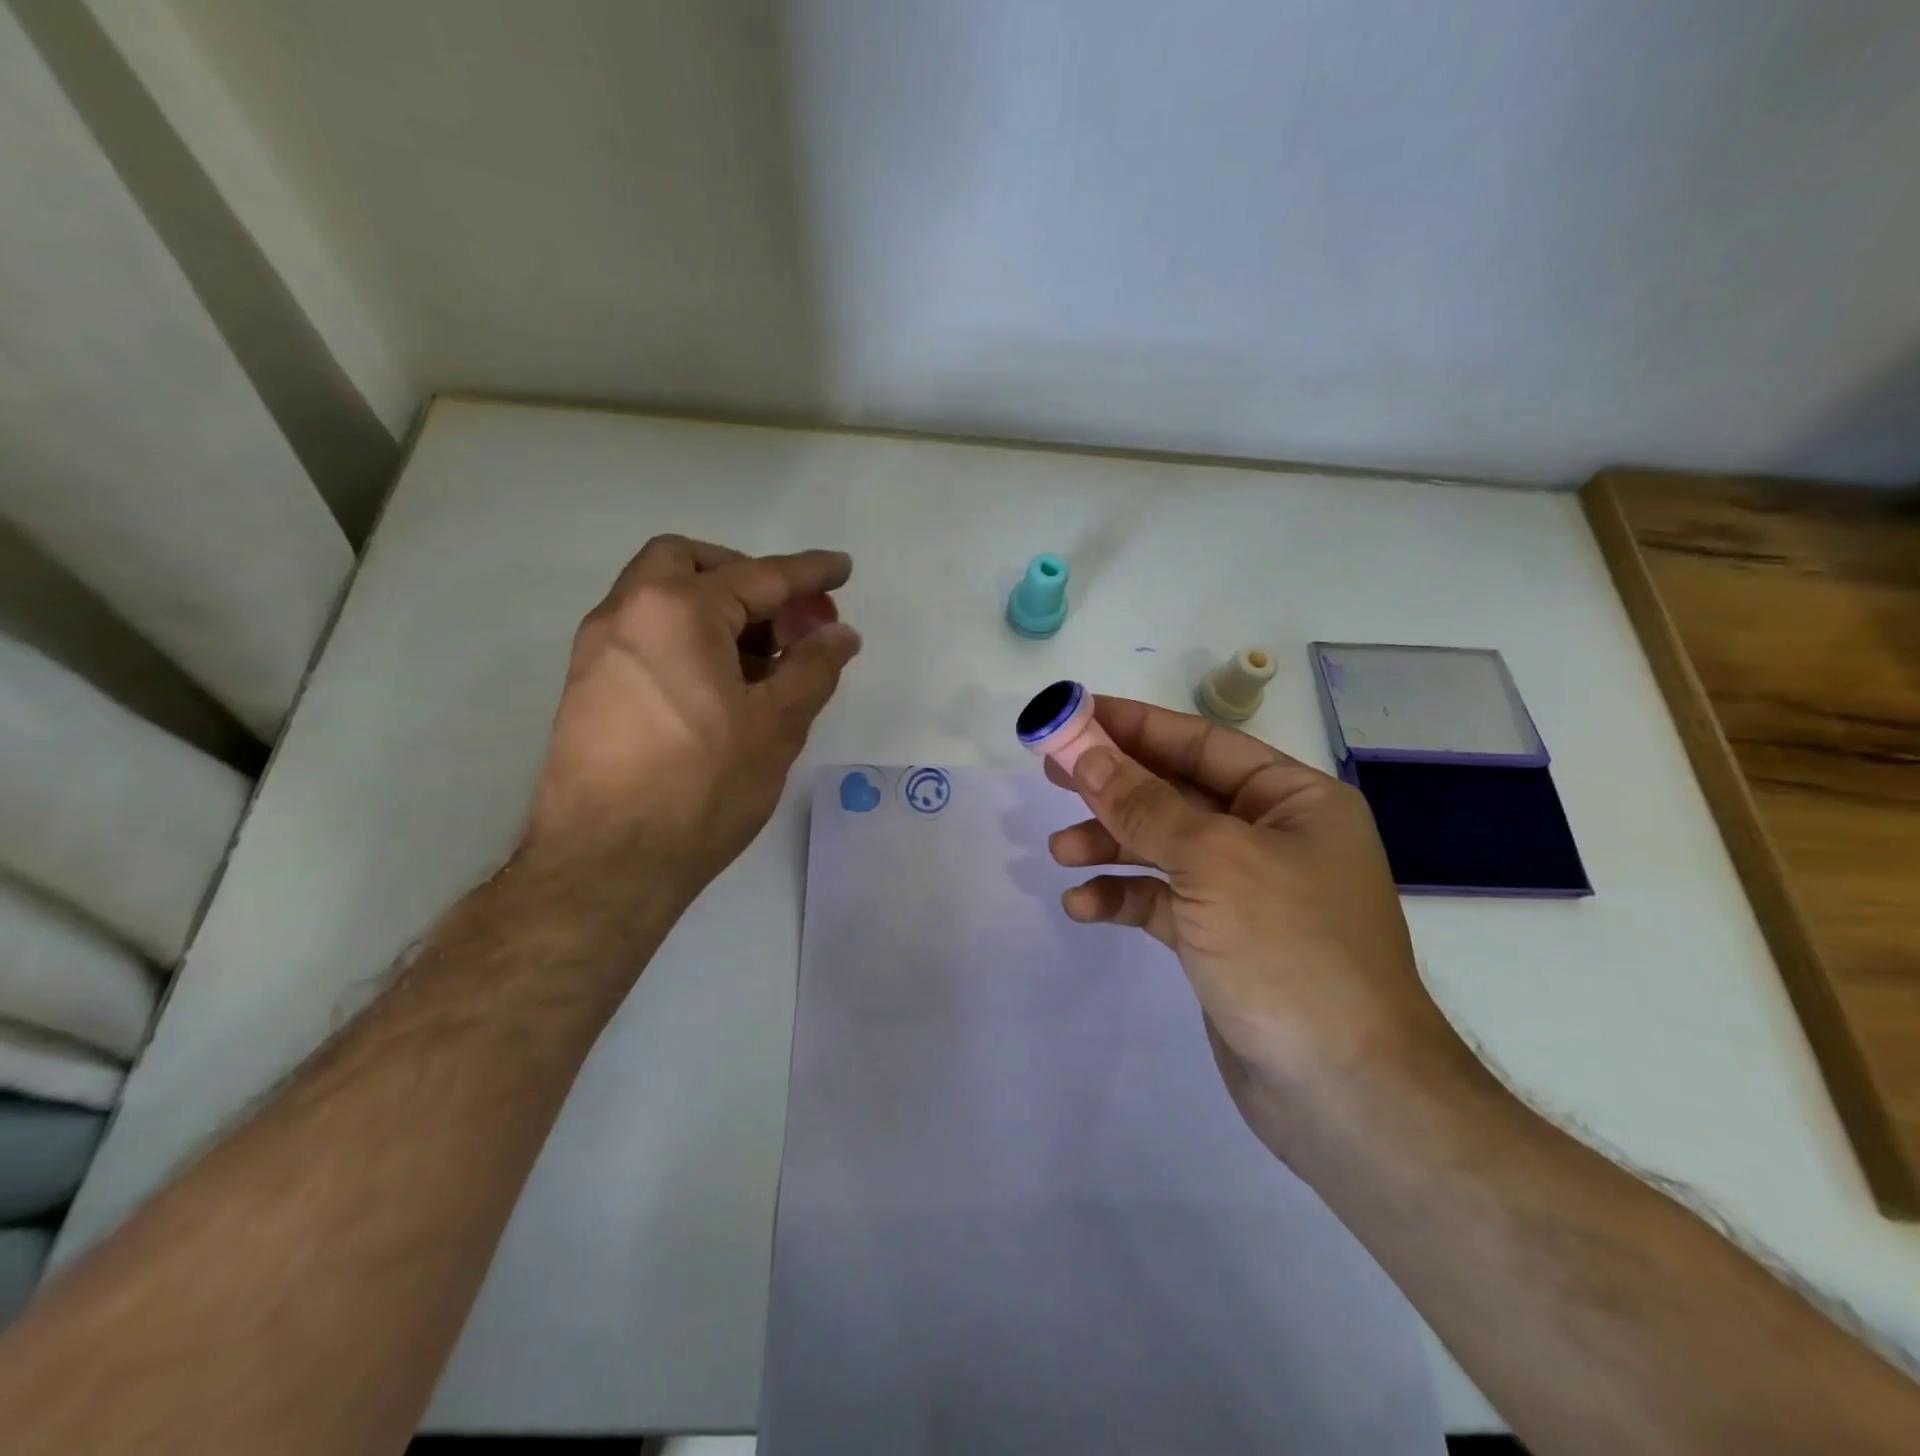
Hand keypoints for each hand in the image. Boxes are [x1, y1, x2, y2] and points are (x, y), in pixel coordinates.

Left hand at [522, 535, 859, 908]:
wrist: (606, 864)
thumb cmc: (701, 787)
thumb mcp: (776, 726)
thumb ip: (813, 668)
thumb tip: (840, 635)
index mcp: (677, 611)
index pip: (758, 576)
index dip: (809, 573)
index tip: (842, 569)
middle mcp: (626, 613)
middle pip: (690, 563)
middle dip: (747, 579)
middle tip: (790, 621)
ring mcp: (598, 650)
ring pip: (662, 598)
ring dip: (717, 610)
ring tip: (766, 663)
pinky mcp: (587, 686)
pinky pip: (646, 636)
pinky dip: (688, 639)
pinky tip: (722, 688)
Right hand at [1045, 697, 1467, 1158]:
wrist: (1345, 1093)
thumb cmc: (1289, 950)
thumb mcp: (1212, 861)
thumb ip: (1143, 803)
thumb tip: (1084, 751)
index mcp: (1293, 801)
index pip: (1202, 743)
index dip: (1134, 726)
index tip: (1074, 715)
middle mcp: (1272, 837)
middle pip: (1177, 793)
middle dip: (1114, 785)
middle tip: (1051, 774)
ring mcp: (1246, 892)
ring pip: (1164, 848)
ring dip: (1111, 844)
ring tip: (1060, 851)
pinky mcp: (1221, 940)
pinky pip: (1162, 901)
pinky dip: (1124, 897)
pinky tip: (1083, 906)